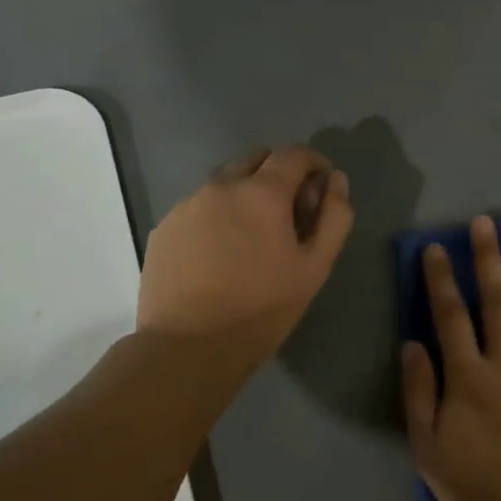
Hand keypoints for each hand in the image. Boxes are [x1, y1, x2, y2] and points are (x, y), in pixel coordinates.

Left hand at [138, 146, 352, 365]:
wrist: (188, 346)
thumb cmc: (262, 308)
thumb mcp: (315, 267)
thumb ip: (334, 217)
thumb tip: (336, 180)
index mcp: (262, 192)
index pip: (294, 154)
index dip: (314, 163)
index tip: (321, 187)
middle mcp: (221, 186)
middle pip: (257, 160)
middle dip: (280, 175)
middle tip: (290, 214)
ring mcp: (187, 205)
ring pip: (225, 182)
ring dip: (246, 194)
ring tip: (253, 237)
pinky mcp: (164, 228)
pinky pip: (199, 207)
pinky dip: (218, 216)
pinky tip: (221, 254)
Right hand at [401, 216, 500, 500]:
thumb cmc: (476, 487)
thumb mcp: (428, 448)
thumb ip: (420, 393)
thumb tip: (412, 344)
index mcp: (468, 378)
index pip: (450, 316)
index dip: (441, 279)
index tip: (437, 247)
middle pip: (497, 302)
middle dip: (488, 259)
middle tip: (487, 222)